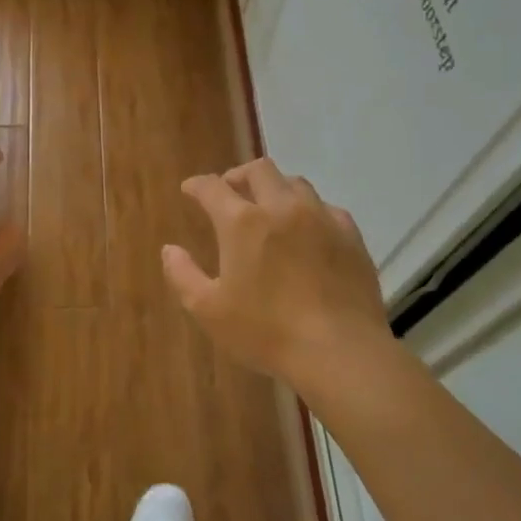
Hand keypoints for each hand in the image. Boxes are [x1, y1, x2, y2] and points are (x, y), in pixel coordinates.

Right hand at [163, 157, 387, 400]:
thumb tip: (170, 249)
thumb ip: (183, 275)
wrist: (340, 351)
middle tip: (229, 193)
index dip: (197, 185)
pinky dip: (308, 210)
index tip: (190, 190)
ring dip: (275, 188)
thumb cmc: (266, 331)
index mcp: (242, 222)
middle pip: (259, 170)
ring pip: (295, 183)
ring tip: (268, 209)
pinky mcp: (351, 235)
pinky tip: (307, 231)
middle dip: (238, 176)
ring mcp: (321, 217)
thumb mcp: (208, 310)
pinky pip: (325, 207)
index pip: (212, 187)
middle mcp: (282, 207)